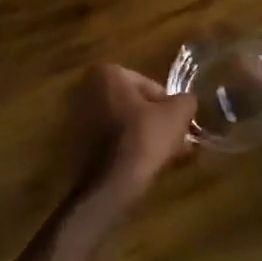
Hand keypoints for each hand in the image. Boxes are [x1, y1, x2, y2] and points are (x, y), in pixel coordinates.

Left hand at [73, 64, 197, 204]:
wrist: (108, 186)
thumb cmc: (143, 138)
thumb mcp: (177, 114)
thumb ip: (186, 100)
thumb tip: (186, 102)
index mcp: (107, 74)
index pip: (149, 85)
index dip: (168, 106)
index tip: (178, 124)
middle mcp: (85, 90)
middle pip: (133, 104)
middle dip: (155, 121)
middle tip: (174, 140)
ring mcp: (76, 119)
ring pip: (122, 124)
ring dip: (143, 136)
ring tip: (164, 156)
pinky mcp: (75, 145)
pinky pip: (109, 141)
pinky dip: (126, 149)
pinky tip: (143, 166)